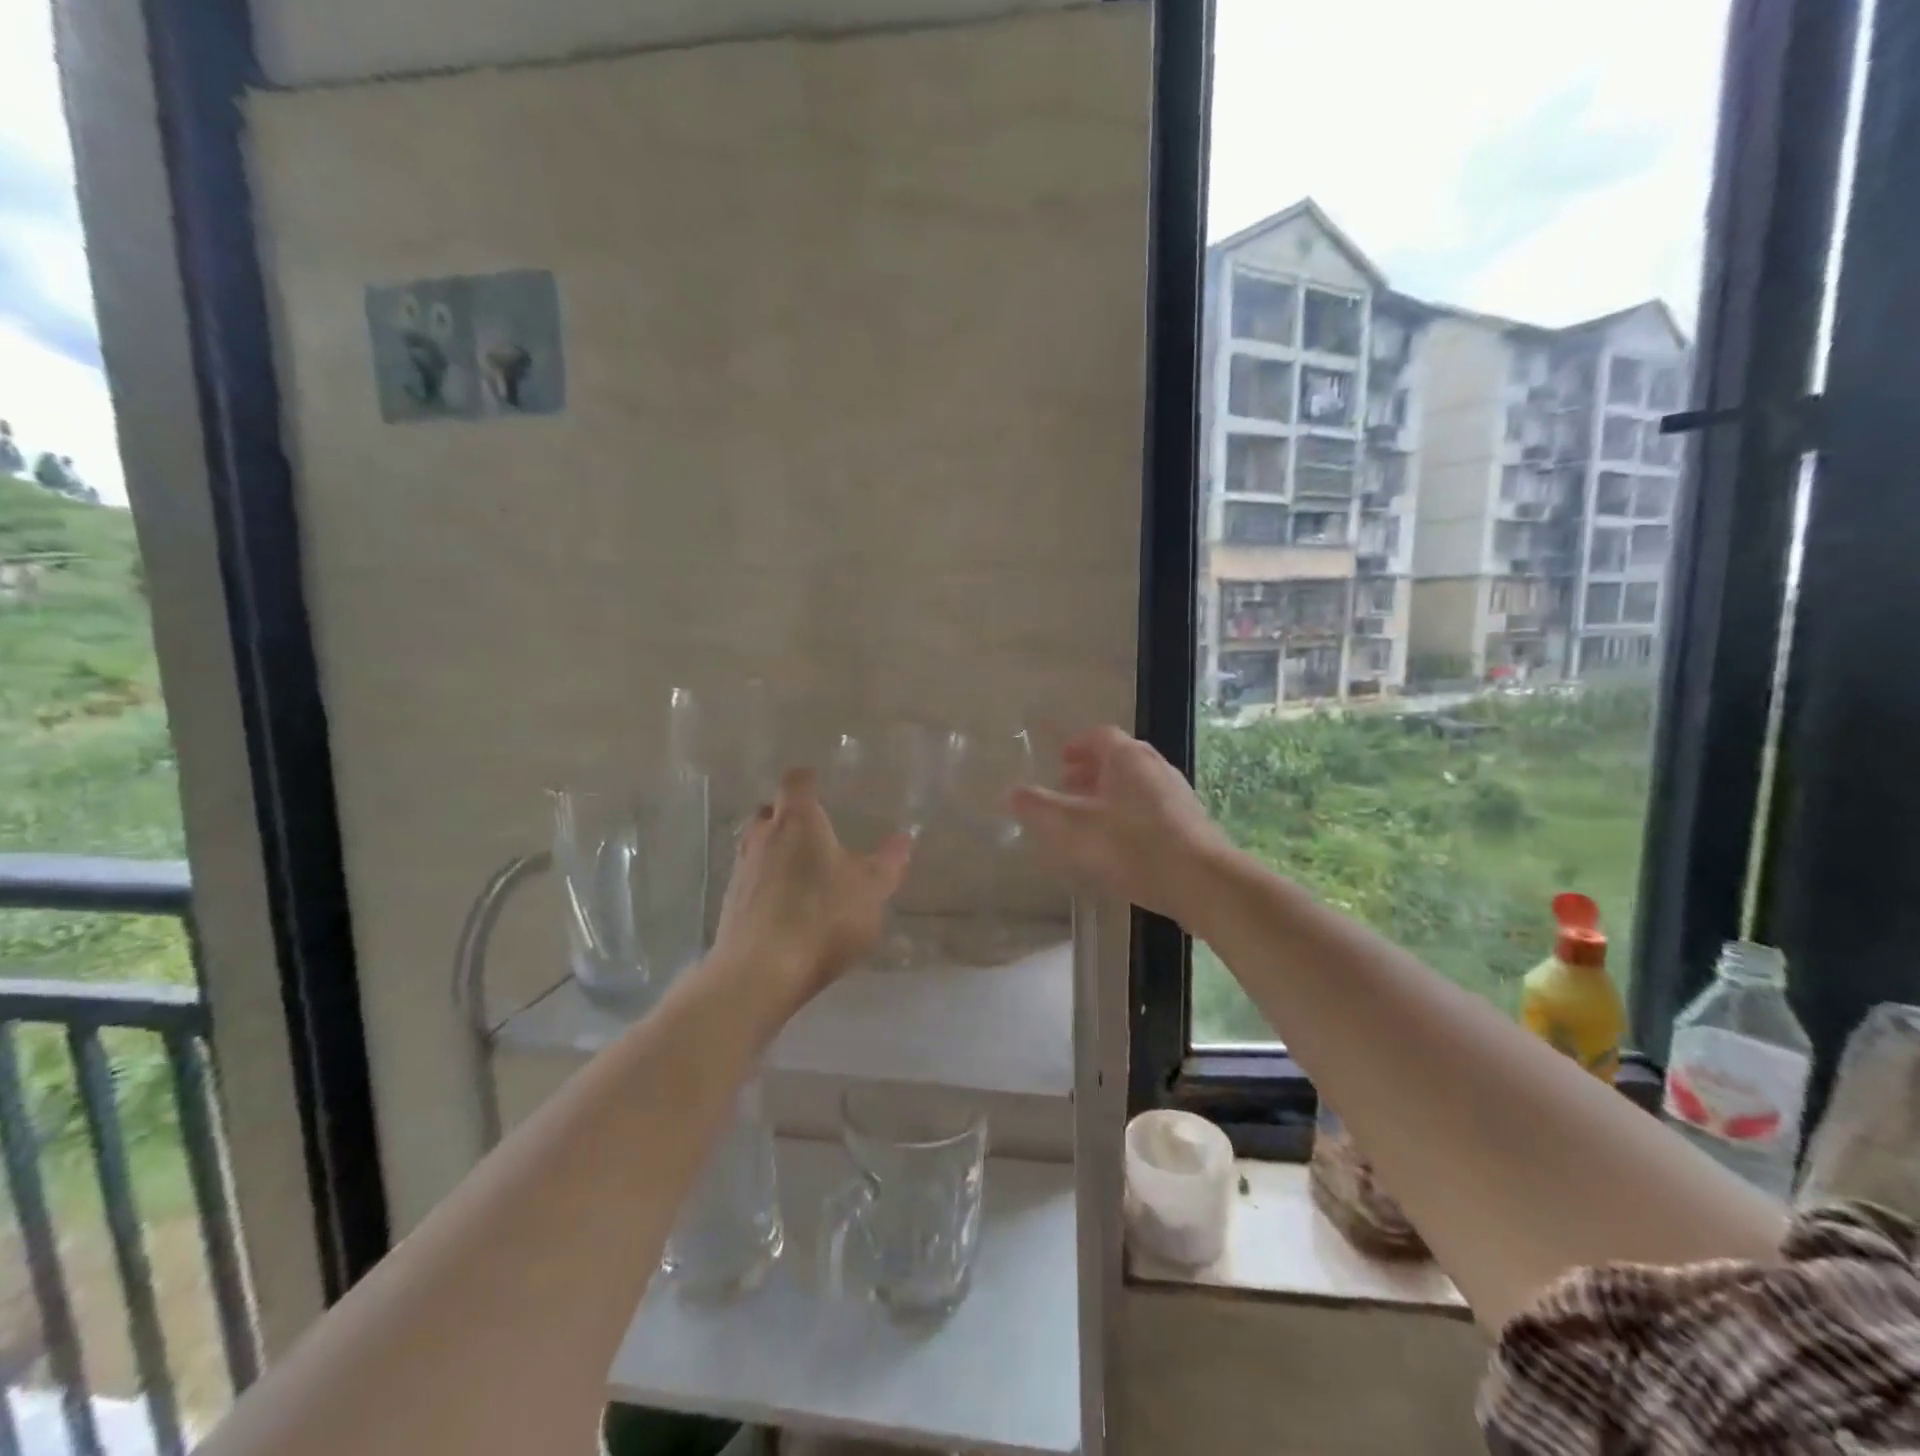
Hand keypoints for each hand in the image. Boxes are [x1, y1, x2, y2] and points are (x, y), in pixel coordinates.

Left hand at [713, 767, 911, 1009]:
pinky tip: (786, 907)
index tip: (820, 784)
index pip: (796, 781)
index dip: (808, 780)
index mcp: (797, 821)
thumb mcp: (870, 890)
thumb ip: (887, 863)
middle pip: (769, 811)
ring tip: (802, 871)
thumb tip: (904, 838)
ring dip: (775, 851)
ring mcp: (741, 870)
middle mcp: (762, 836)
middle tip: (813, 830)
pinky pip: (751, 880)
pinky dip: (766, 883)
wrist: (758, 973)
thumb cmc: (821, 918)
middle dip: (788, 815)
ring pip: (757, 846)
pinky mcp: (730, 904)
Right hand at [1008, 726, 1233, 925]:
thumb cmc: (1131, 845)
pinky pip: (1151, 807)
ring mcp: (1177, 794)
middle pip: (1119, 758)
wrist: (1201, 882)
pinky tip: (1119, 843)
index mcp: (1127, 758)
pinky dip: (1129, 814)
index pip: (1100, 736)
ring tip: (1089, 817)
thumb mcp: (1073, 827)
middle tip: (1068, 787)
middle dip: (1092, 770)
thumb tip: (1010, 793)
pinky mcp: (1190, 823)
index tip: (1061, 761)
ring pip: (1136, 784)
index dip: (1078, 745)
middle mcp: (1155, 767)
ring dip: (1110, 793)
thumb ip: (1039, 808)